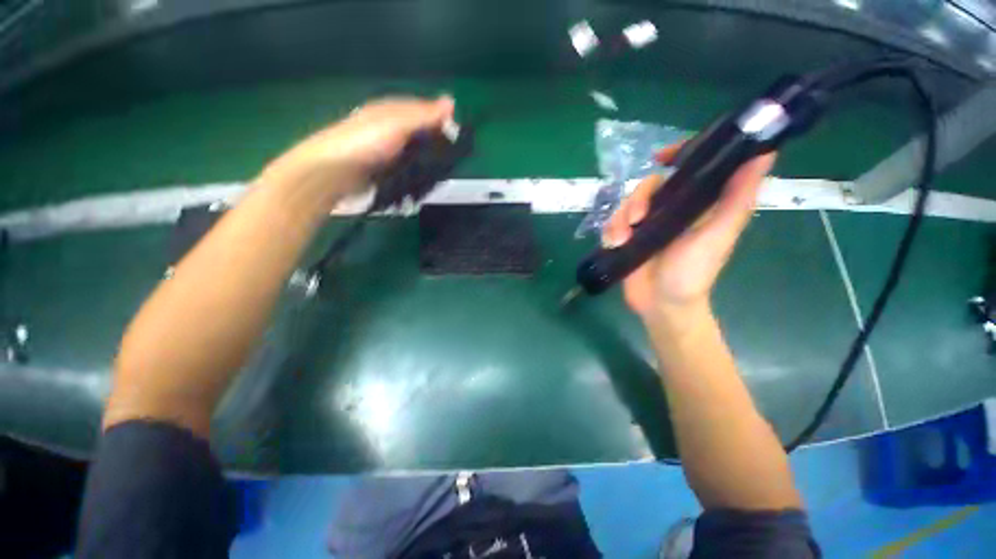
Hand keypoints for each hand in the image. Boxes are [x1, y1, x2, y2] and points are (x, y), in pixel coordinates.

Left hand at [259, 96, 454, 196]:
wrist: (333, 171)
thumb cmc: (365, 142)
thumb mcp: (397, 124)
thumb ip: (423, 116)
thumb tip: (451, 102)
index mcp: (390, 110)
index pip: (422, 111)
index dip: (441, 120)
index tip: (457, 136)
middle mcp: (388, 127)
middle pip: (419, 133)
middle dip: (434, 145)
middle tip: (449, 159)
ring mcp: (384, 149)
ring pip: (413, 152)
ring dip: (425, 162)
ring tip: (438, 173)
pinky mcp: (382, 168)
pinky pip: (405, 168)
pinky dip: (414, 173)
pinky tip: (422, 181)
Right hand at [603, 144, 775, 322]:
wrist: (661, 305)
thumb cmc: (693, 273)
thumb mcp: (718, 235)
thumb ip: (737, 198)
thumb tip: (765, 153)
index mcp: (695, 204)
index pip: (688, 169)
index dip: (678, 154)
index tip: (662, 156)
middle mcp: (669, 210)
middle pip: (648, 186)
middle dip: (638, 198)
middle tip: (637, 219)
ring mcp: (645, 225)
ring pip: (626, 204)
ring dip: (620, 219)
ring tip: (622, 239)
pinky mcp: (626, 238)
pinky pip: (612, 223)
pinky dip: (610, 230)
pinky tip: (614, 244)